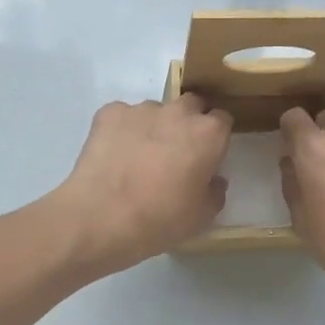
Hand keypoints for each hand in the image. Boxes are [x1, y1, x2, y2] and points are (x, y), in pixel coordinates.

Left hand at [52, 96, 232, 274]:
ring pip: (155, 111)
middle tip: (177, 153)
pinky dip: (122, 130)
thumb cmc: (160, 219)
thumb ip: (215, 192)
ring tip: (138, 158)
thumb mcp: (201, 217)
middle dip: (188, 123)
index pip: (222, 119)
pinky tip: (114, 155)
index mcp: (208, 134)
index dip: (216, 137)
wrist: (101, 217)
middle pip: (191, 105)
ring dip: (154, 127)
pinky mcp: (109, 112)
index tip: (208, 155)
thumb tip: (213, 179)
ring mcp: (141, 109)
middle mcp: (178, 112)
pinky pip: (122, 116)